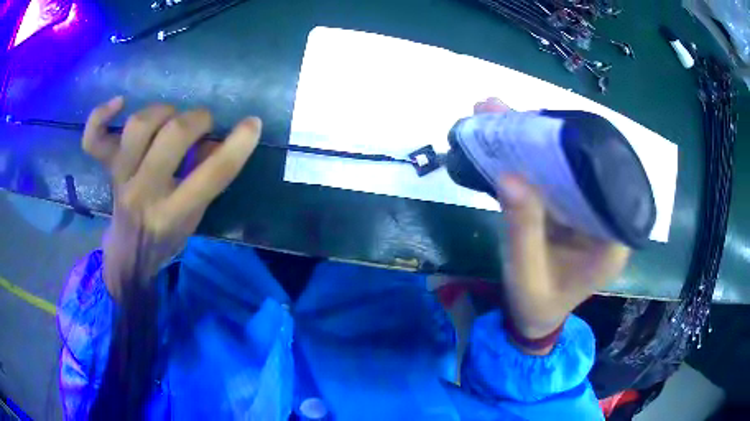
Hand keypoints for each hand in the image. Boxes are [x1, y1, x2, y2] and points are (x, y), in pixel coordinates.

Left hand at [82, 97, 260, 299]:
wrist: (128, 255)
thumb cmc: (165, 239)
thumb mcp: (194, 220)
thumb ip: (207, 181)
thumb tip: (213, 139)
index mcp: (173, 216)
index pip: (211, 175)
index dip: (238, 145)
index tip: (252, 124)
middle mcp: (144, 195)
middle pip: (172, 137)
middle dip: (197, 119)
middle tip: (203, 123)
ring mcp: (121, 179)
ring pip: (139, 126)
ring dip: (163, 112)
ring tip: (171, 118)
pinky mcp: (106, 170)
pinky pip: (94, 139)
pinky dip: (101, 116)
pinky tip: (119, 103)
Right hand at [474, 98, 630, 350]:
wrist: (534, 317)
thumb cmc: (536, 303)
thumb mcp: (527, 273)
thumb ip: (524, 229)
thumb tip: (509, 174)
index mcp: (611, 241)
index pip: (611, 185)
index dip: (583, 152)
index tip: (550, 128)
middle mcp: (606, 219)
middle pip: (586, 169)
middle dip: (550, 138)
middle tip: (513, 114)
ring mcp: (587, 211)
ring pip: (567, 168)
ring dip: (535, 141)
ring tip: (499, 114)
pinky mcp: (570, 208)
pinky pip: (554, 177)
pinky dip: (529, 158)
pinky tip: (505, 138)